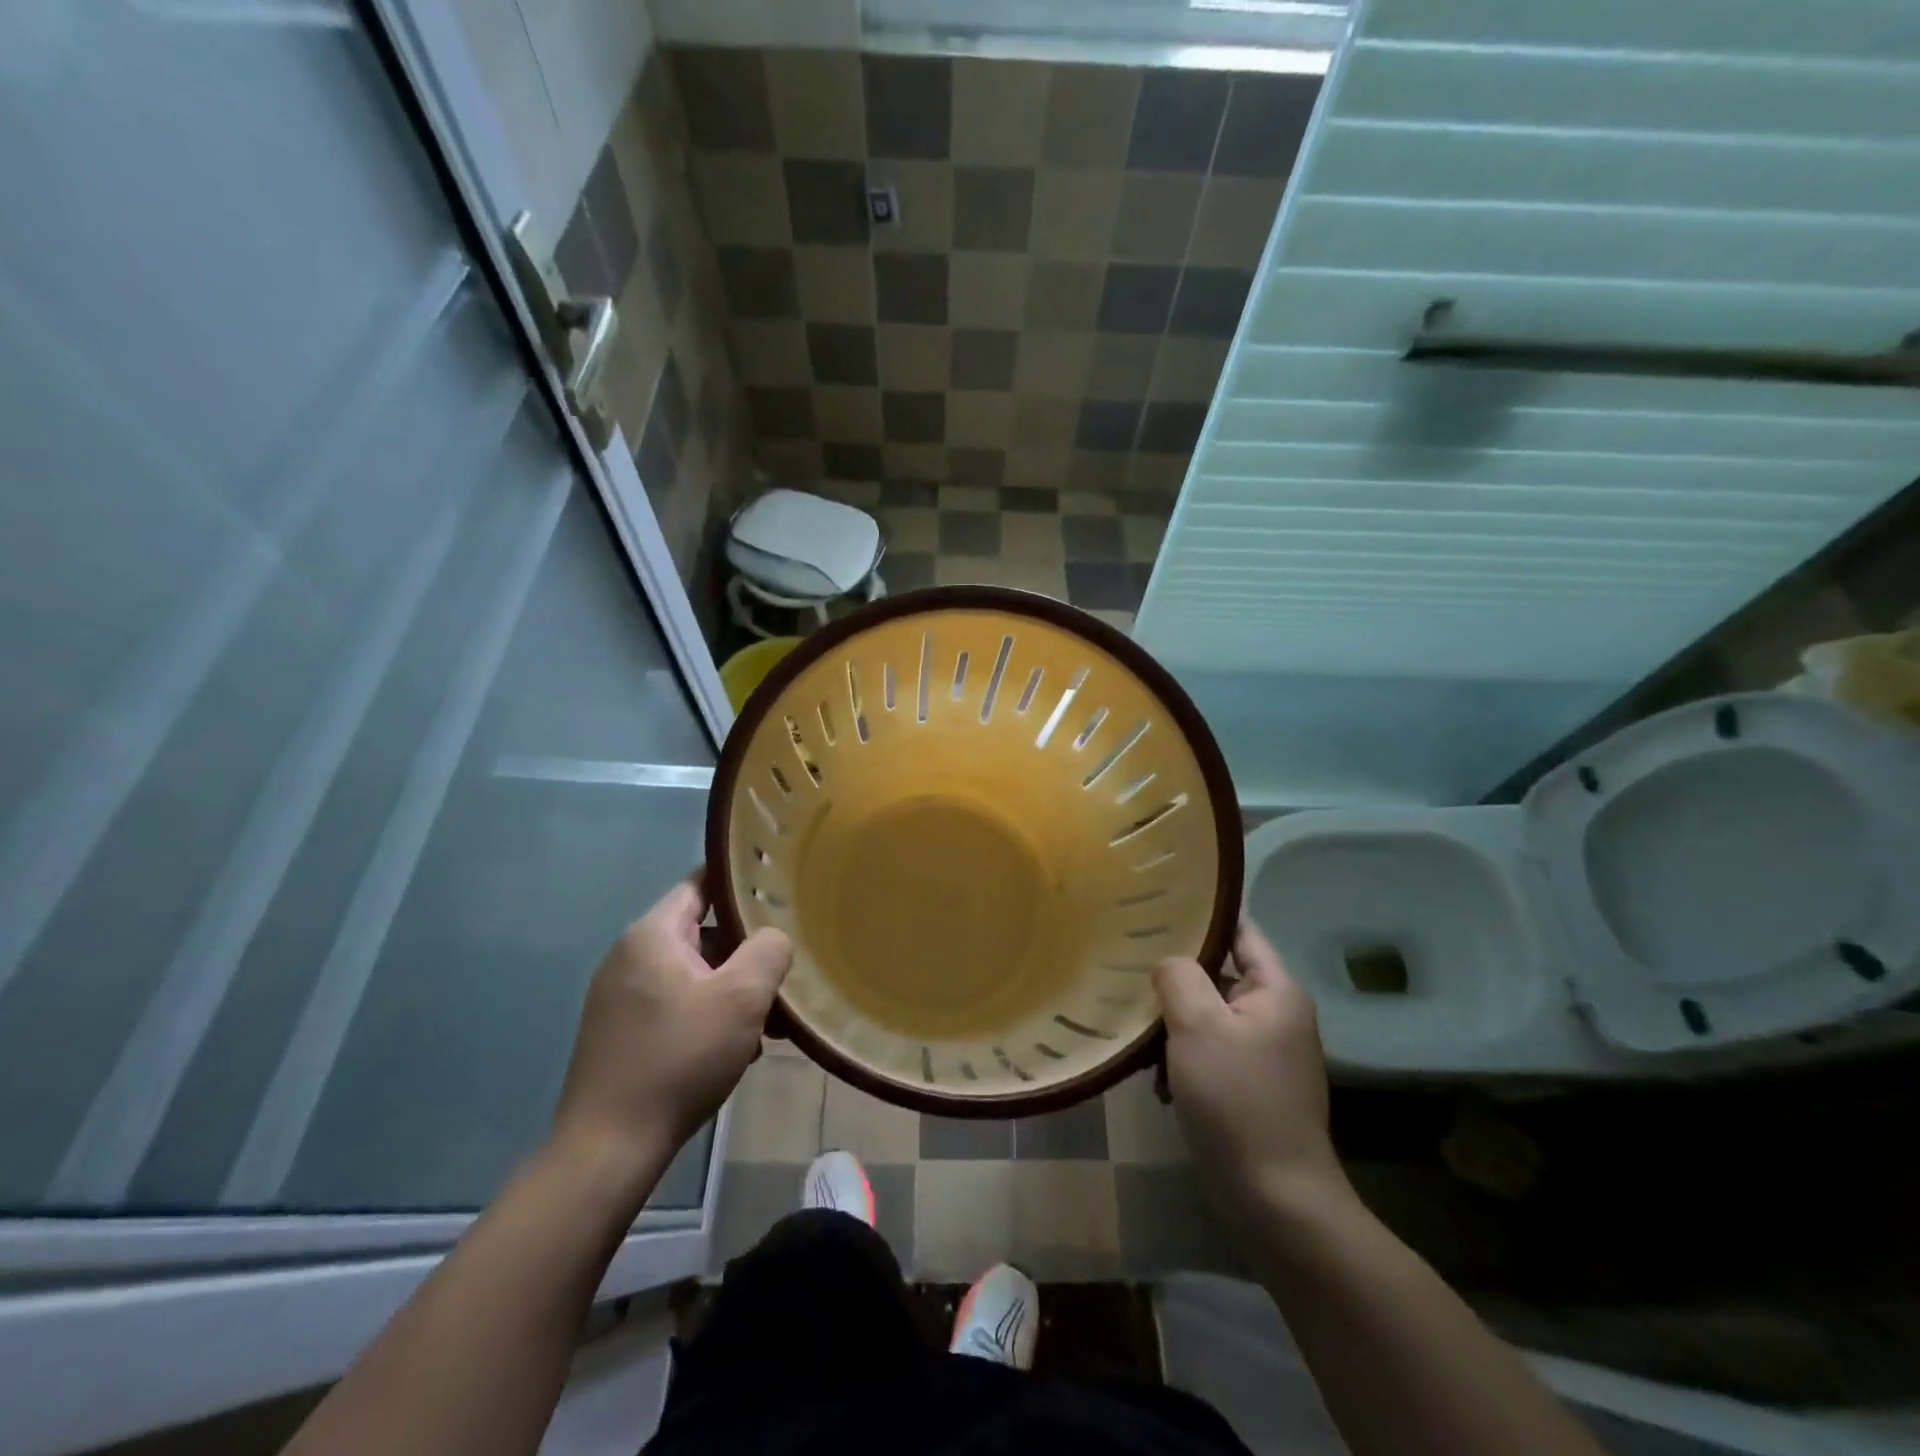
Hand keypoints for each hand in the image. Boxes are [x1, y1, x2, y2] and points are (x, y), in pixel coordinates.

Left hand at [554, 877, 791, 1171]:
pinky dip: (708, 1016)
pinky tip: (735, 1050)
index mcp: (652, 935)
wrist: (608, 1148)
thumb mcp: (743, 997)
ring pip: (693, 974)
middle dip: (746, 953)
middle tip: (782, 976)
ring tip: (768, 1025)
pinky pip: (676, 1005)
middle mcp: (629, 957)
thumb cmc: (680, 1059)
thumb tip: (773, 938)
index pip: (701, 884)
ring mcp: (620, 997)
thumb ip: (769, 950)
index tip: (779, 894)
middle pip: (702, 933)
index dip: (741, 885)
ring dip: (732, 991)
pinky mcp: (619, 1033)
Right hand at [1154, 921, 1344, 1215]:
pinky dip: (1183, 1060)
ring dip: (1173, 1028)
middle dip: (1175, 981)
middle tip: (1130, 976)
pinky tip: (1157, 1083)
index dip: (1199, 918)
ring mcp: (1265, 1052)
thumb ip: (1178, 976)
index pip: (1238, 931)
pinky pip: (1210, 1052)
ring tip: (1141, 1044)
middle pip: (1217, 975)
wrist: (1275, 1198)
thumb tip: (1169, 962)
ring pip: (1207, 1016)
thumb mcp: (1197, 1025)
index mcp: (1276, 990)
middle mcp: (1276, 1014)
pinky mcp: (1251, 1085)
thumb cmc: (1237, 1099)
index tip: (1153, 913)